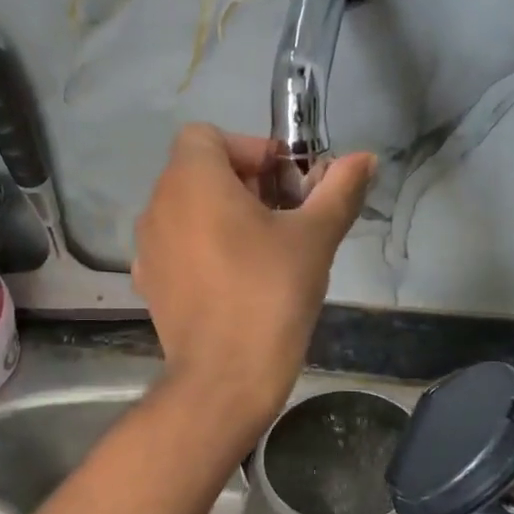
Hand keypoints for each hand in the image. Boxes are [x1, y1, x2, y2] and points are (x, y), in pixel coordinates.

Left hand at [133, 125, 373, 434]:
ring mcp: (147, 249)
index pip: (209, 136)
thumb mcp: (315, 238)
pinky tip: (232, 281)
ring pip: (187, 212)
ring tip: (262, 251)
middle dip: (244, 184)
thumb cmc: (270, 294)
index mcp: (191, 181)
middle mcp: (158, 206)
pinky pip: (177, 248)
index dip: (250, 149)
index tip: (285, 184)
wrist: (225, 378)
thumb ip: (339, 190)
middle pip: (198, 172)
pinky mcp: (150, 285)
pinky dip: (203, 250)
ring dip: (223, 217)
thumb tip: (365, 159)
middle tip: (285, 217)